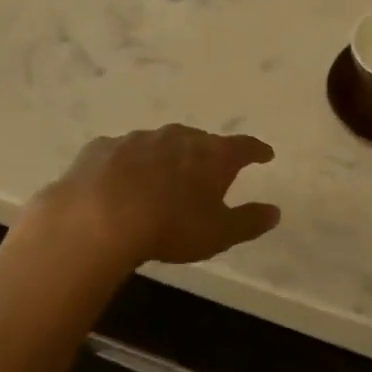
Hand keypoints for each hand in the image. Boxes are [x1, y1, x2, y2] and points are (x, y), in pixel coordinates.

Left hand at [38, 126, 280, 265]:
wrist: (96, 220)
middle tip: (210, 170)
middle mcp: (178, 137)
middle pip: (200, 140)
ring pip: (160, 143)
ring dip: (166, 156)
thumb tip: (274, 212)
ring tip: (164, 176)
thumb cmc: (170, 227)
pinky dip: (128, 163)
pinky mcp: (101, 148)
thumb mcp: (219, 234)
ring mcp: (137, 139)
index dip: (256, 151)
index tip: (265, 154)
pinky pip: (122, 152)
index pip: (243, 147)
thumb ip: (249, 222)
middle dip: (208, 153)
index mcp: (212, 155)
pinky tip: (120, 179)